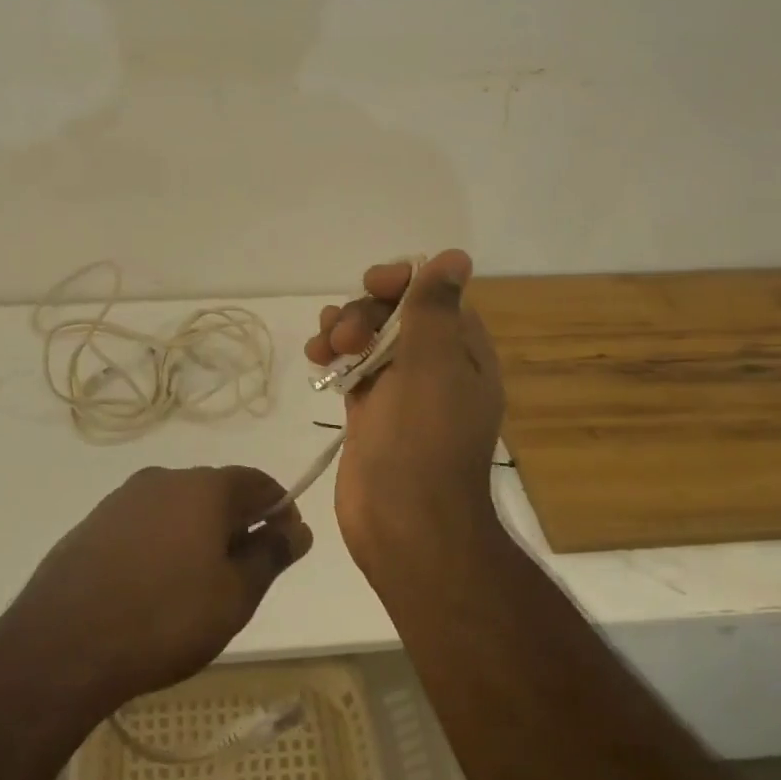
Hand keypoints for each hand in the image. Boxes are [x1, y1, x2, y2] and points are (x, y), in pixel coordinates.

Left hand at [7, 466, 313, 709]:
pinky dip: (162, 543)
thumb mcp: (234, 596)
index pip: (258, 482)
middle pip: (217, 492)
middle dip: (237, 524)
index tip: (286, 545)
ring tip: (197, 585)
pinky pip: (145, 523)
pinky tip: (154, 586)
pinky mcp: (95, 521)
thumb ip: (270, 556)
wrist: (64, 641)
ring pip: (178, 507)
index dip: (280, 510)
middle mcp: (165, 478)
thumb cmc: (165, 618)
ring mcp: (125, 497)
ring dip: (197, 534)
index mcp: (205, 487)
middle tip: (243, 575)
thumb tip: (297, 529)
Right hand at [305, 249, 504, 562]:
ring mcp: (402, 391)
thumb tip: (456, 256)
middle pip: (396, 313)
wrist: (405, 523)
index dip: (402, 282)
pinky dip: (335, 356)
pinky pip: (354, 367)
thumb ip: (435, 306)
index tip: (374, 286)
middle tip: (346, 334)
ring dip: (343, 329)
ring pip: (370, 338)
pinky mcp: (372, 412)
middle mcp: (436, 366)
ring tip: (323, 345)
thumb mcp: (433, 361)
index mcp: (463, 352)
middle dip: (365, 311)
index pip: (433, 295)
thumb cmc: (423, 437)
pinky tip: (316, 358)